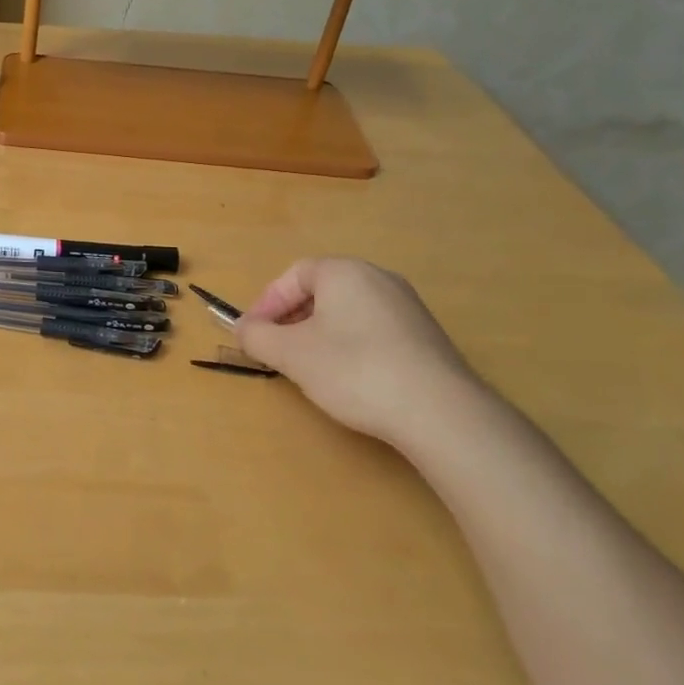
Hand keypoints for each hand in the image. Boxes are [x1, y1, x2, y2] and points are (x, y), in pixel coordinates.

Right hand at [236, 258, 487, 448]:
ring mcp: (407, 307)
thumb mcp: (291, 354)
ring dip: (319, 333)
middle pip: (321, 291)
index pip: (293, 275)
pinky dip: (351, 345)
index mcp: (344, 272)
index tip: (253, 334)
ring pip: (347, 311)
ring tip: (309, 367)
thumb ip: (257, 337)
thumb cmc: (354, 370)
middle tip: (277, 350)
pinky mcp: (426, 336)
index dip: (266, 303)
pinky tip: (350, 378)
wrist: (440, 412)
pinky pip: (373, 329)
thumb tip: (244, 329)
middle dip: (291, 318)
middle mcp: (378, 278)